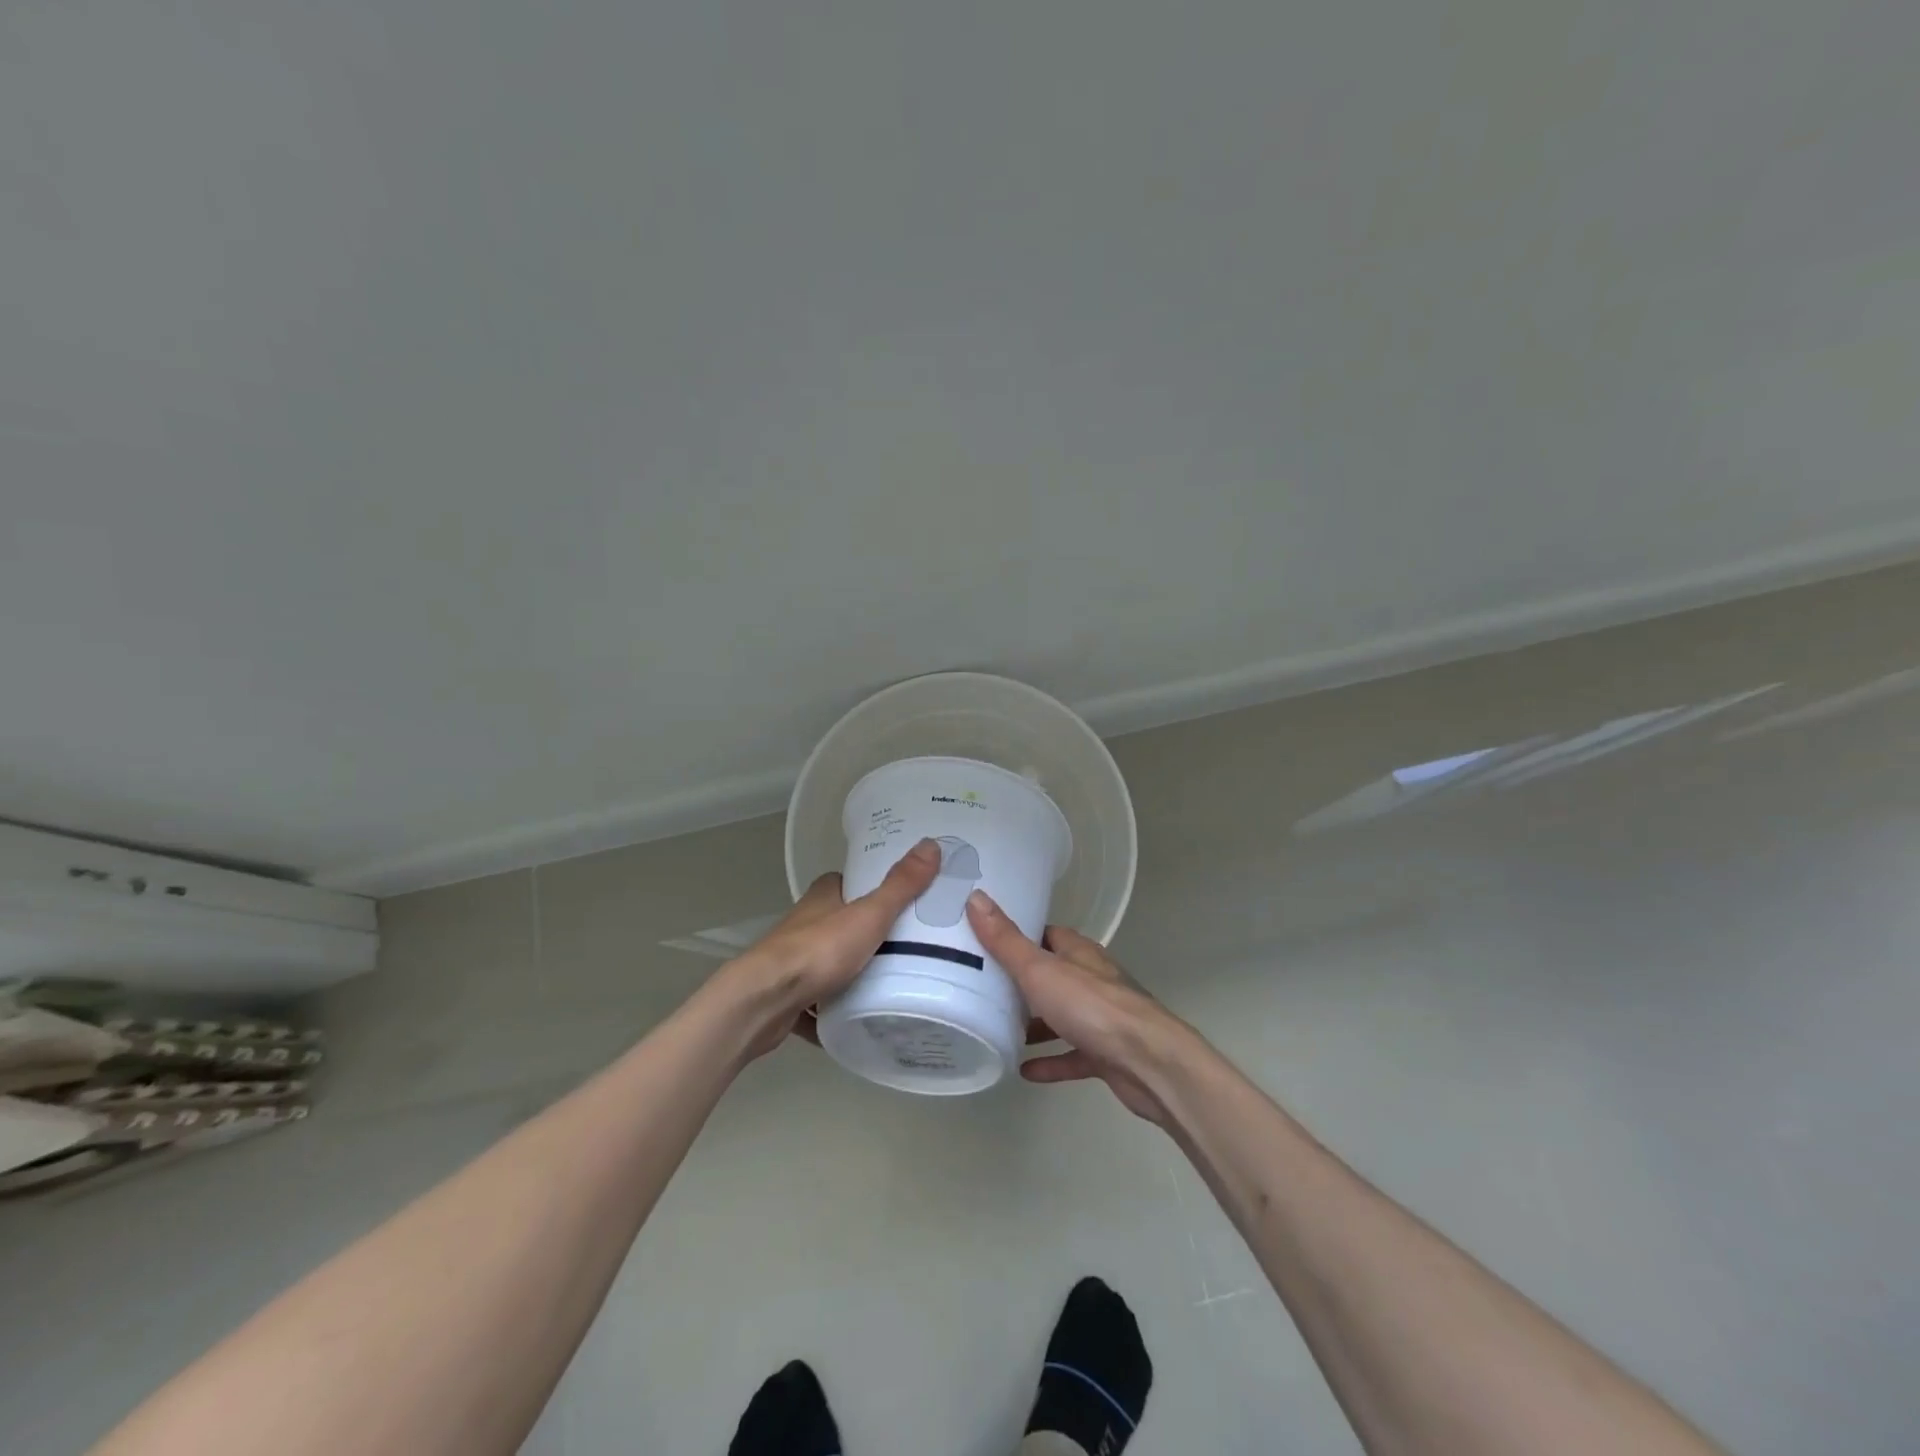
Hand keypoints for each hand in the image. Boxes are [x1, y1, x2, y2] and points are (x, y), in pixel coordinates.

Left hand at [721, 838, 941, 1058]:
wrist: (765, 1001)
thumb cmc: (819, 950)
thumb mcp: (870, 915)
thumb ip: (901, 886)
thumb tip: (931, 843)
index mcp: (822, 897)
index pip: (849, 883)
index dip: (872, 887)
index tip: (901, 898)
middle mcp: (804, 923)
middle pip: (840, 923)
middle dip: (866, 934)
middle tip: (906, 945)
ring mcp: (792, 961)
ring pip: (826, 962)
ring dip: (847, 973)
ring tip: (887, 985)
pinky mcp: (786, 996)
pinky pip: (815, 1002)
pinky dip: (830, 1010)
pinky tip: (853, 1022)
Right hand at [965, 890, 1191, 1125]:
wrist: (1149, 1062)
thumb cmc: (1092, 1007)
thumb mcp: (1039, 969)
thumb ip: (1006, 940)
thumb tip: (975, 897)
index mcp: (1079, 953)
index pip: (1046, 935)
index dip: (1019, 936)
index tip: (986, 941)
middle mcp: (1092, 980)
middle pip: (1053, 975)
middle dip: (1022, 982)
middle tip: (984, 989)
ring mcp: (1102, 1018)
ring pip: (1062, 1015)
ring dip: (1036, 1024)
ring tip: (999, 1029)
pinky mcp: (1107, 1054)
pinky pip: (1072, 1054)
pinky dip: (1051, 1060)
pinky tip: (1024, 1070)